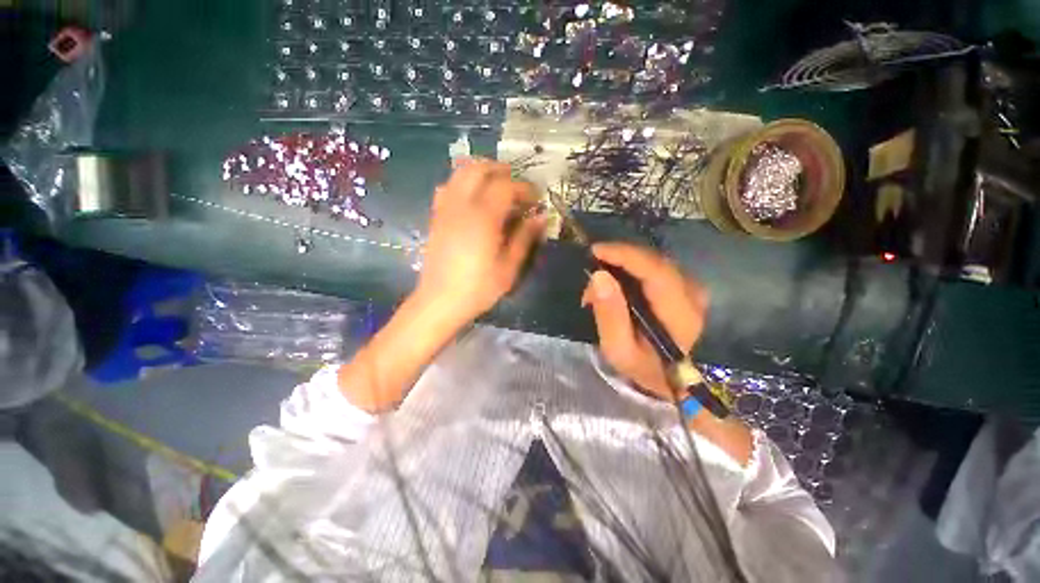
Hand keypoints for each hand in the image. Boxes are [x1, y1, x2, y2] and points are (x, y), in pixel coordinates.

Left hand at [416, 159, 545, 324]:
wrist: (439, 302)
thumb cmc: (478, 288)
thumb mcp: (509, 268)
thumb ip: (524, 238)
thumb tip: (540, 217)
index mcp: (483, 218)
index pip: (505, 186)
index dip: (524, 188)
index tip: (536, 199)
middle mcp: (461, 206)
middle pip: (478, 169)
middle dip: (500, 170)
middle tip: (517, 185)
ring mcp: (445, 210)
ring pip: (459, 173)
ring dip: (481, 172)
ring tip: (497, 186)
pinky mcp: (436, 218)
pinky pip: (447, 187)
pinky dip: (462, 183)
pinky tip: (472, 199)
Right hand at [581, 243, 708, 401]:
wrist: (669, 377)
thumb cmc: (642, 366)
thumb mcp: (618, 349)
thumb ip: (609, 315)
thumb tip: (599, 275)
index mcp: (679, 313)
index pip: (655, 271)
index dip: (625, 255)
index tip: (595, 251)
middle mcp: (691, 294)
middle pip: (654, 260)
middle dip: (617, 260)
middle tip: (590, 277)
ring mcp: (690, 288)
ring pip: (653, 260)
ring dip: (622, 264)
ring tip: (599, 285)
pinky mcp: (683, 286)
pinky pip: (654, 266)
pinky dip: (630, 268)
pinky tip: (615, 283)